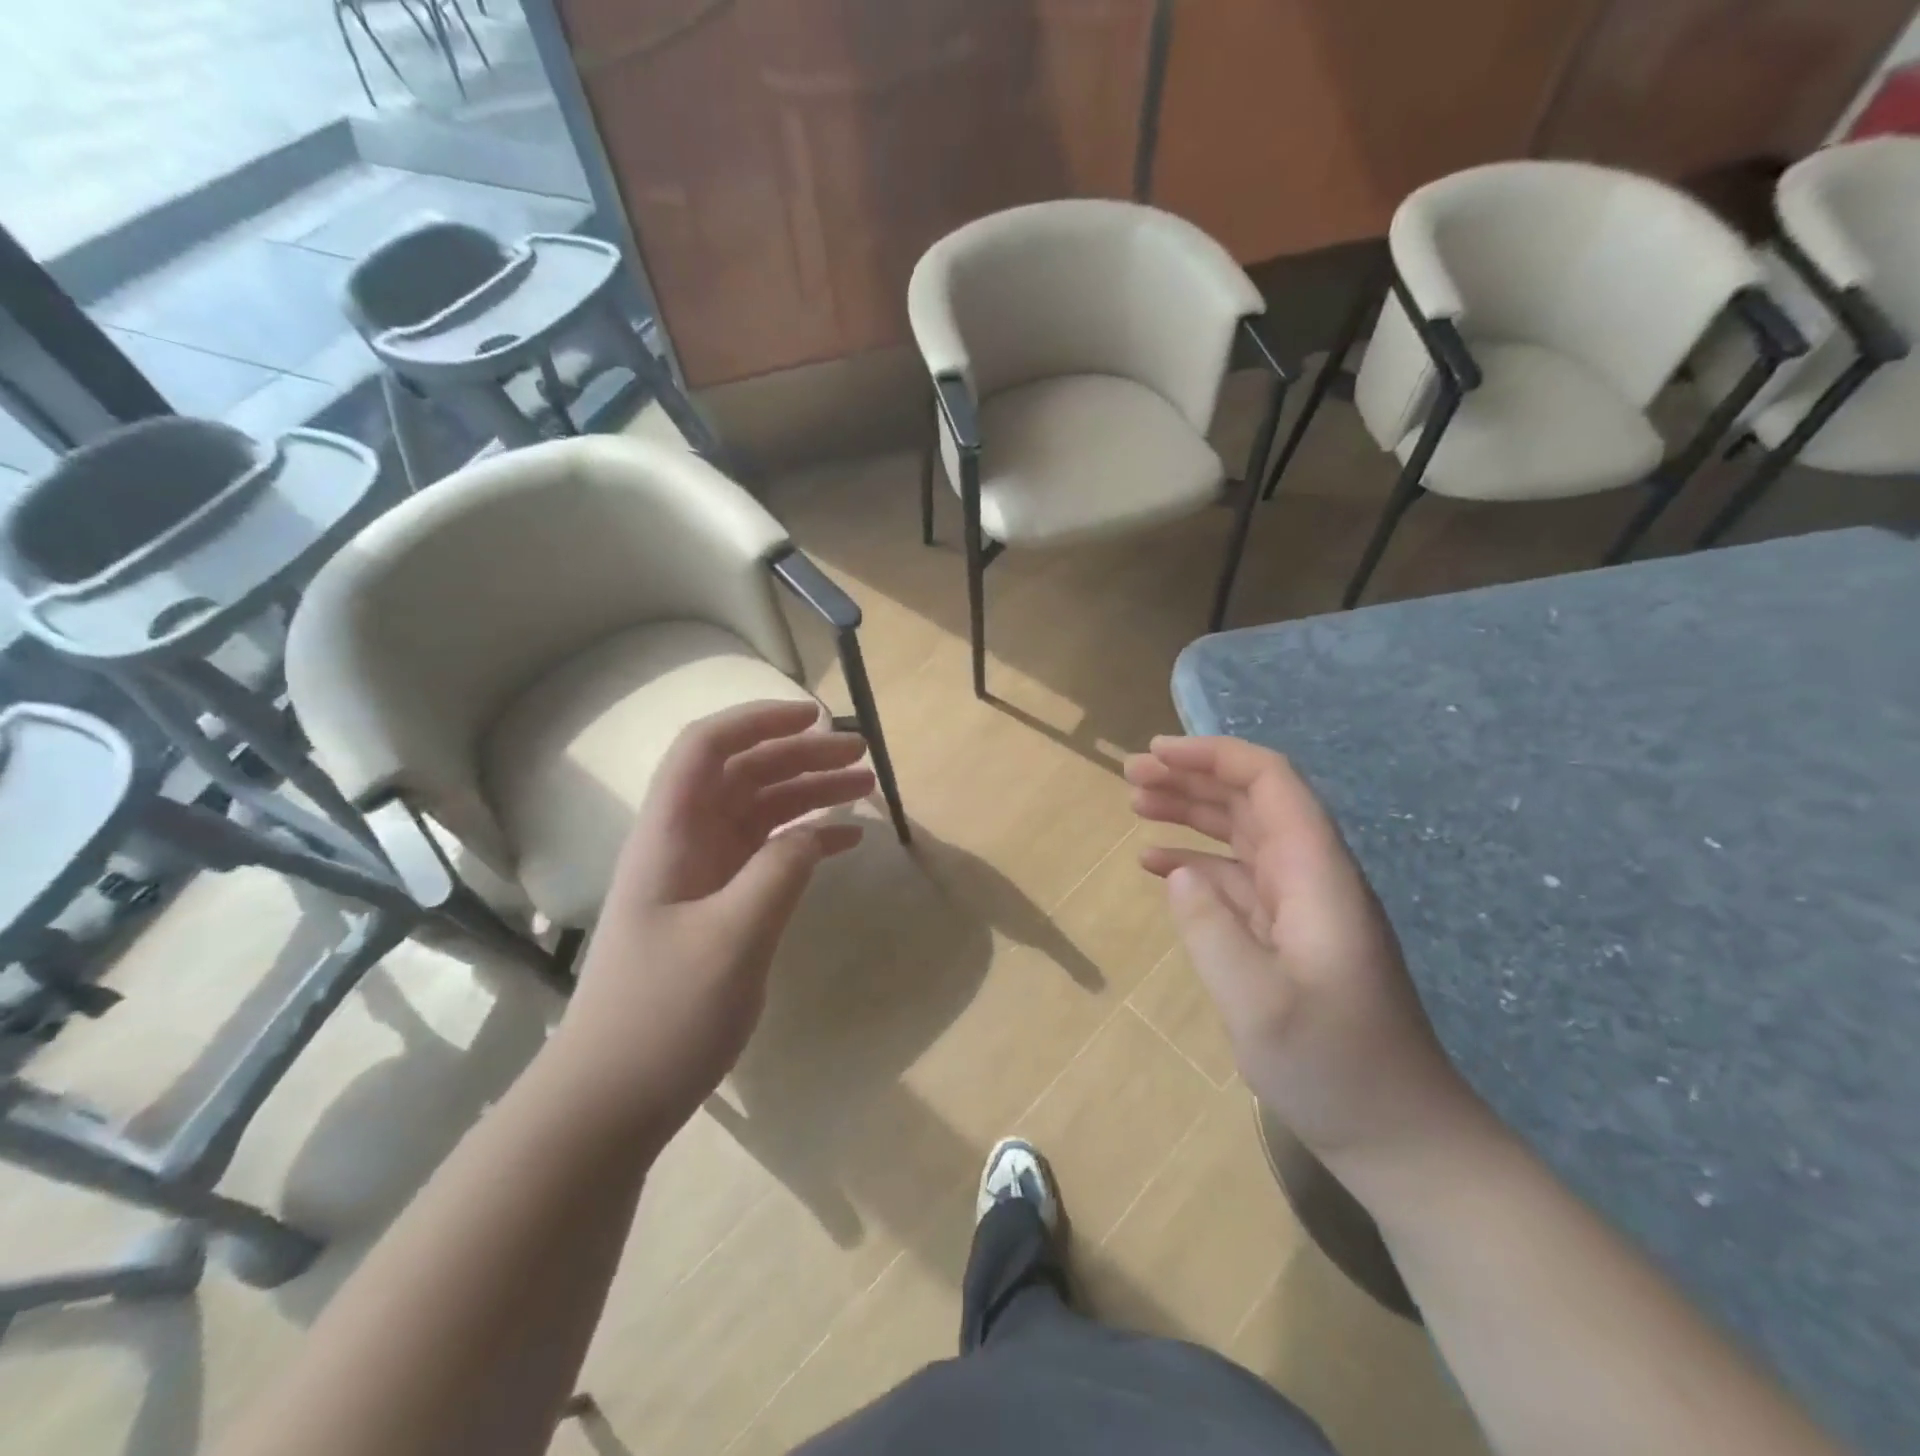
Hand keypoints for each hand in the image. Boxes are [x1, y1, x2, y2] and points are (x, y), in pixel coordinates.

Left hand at [554, 701, 870, 1135]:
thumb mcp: (732, 939)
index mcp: (670, 835)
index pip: (707, 749)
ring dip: (809, 794)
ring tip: (866, 786)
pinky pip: (767, 854)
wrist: (612, 1098)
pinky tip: (845, 841)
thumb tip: (817, 829)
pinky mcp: (717, 906)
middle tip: (861, 756)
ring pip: (760, 811)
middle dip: (800, 756)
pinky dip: (805, 839)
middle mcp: (684, 843)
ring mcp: (701, 875)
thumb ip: (778, 872)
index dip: (757, 721)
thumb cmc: (663, 1016)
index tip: (814, 717)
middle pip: (743, 774)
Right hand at [1126, 735, 1480, 1166]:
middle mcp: (1311, 876)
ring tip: (1136, 803)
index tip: (1156, 755)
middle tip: (1130, 776)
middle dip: (1192, 776)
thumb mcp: (1261, 1005)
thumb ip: (1212, 930)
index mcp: (1316, 875)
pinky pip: (1236, 878)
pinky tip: (1158, 865)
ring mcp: (1300, 906)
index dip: (1214, 756)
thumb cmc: (1334, 1067)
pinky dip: (1196, 862)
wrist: (1398, 1134)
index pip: (1271, 782)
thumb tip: (1176, 870)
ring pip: (1241, 834)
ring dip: (1191, 811)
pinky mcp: (1288, 934)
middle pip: (1252, 800)